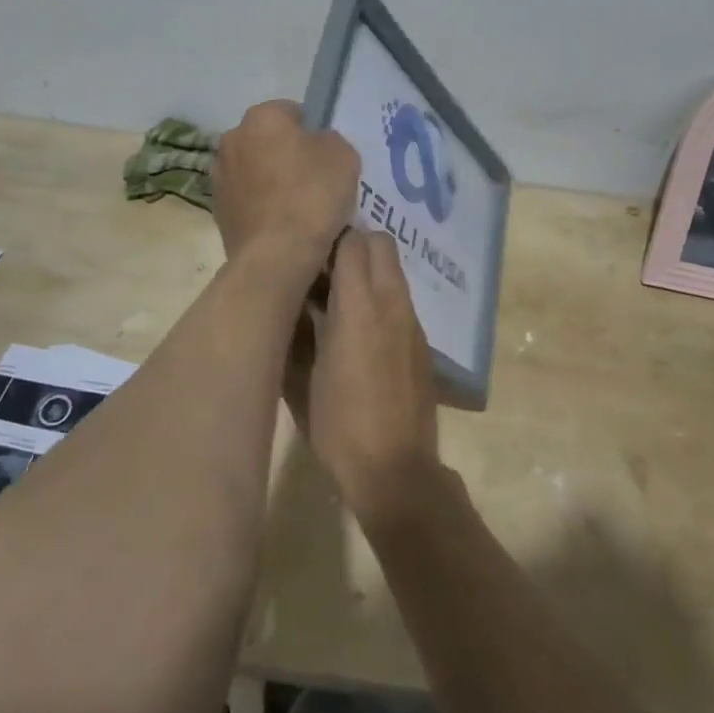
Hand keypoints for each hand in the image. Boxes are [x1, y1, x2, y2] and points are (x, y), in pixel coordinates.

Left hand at [213, 101, 359, 264]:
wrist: (277, 254)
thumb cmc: (313, 195)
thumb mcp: (344, 155)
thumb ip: (329, 140)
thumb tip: (316, 145)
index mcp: (262, 117)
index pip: (292, 112)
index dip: (312, 132)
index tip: (325, 157)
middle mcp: (232, 138)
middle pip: (268, 140)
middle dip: (286, 153)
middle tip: (313, 179)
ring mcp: (220, 175)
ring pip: (254, 169)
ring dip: (270, 179)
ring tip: (296, 206)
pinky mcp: (217, 209)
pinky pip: (246, 197)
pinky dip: (260, 204)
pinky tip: (280, 223)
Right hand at [290, 229, 439, 524]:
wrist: (396, 471)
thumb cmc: (339, 426)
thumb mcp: (300, 382)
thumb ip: (295, 333)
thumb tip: (290, 306)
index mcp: (358, 307)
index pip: (352, 242)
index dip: (329, 241)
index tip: (308, 255)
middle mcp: (392, 303)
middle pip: (381, 244)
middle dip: (355, 247)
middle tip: (325, 272)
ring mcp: (412, 322)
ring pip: (394, 272)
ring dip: (369, 274)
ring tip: (340, 302)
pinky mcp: (423, 343)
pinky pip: (402, 302)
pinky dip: (383, 301)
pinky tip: (362, 334)